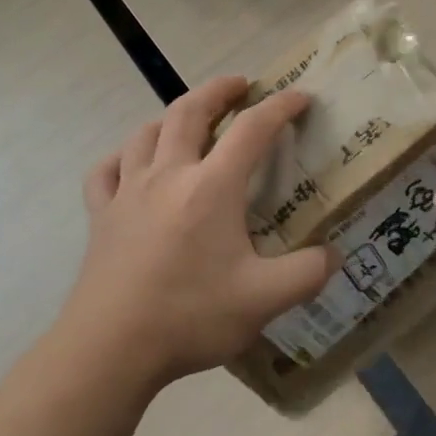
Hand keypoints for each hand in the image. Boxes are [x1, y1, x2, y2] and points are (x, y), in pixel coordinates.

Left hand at [52, 75, 336, 396]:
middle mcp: (169, 175)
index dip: (280, 107)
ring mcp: (128, 193)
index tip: (300, 97)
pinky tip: (129, 165)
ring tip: (188, 120)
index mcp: (212, 187)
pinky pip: (105, 171)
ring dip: (171, 117)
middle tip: (239, 85)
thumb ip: (307, 274)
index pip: (252, 129)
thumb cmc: (189, 315)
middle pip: (189, 111)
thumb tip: (334, 255)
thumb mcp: (264, 300)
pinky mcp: (101, 216)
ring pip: (146, 133)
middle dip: (218, 90)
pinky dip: (121, 158)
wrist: (109, 350)